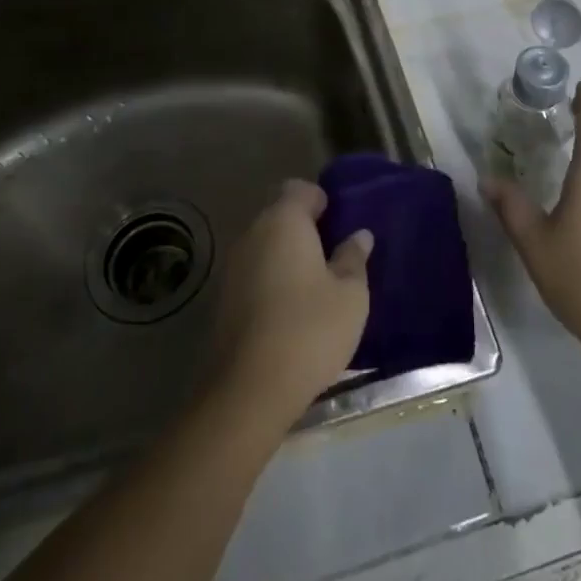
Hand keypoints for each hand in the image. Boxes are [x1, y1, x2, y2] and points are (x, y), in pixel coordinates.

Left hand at [211, 180, 371, 423]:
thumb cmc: (309, 330)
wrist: (248, 391)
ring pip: (265, 246)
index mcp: (283, 220)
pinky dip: (271, 281)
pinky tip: (290, 311)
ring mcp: (232, 267)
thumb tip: (358, 235)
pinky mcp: (222, 299)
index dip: (321, 200)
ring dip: (286, 257)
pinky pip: (253, 274)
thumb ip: (354, 258)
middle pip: (279, 215)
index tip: (340, 224)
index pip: (299, 189)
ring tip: (315, 286)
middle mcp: (252, 233)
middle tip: (333, 256)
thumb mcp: (350, 295)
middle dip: (305, 229)